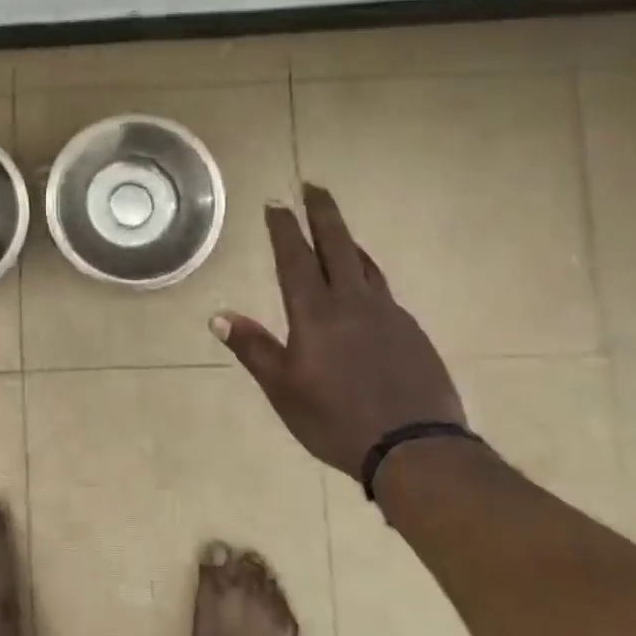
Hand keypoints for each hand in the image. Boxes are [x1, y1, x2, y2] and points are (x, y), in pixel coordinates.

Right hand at [210, 183, 464, 478]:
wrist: (416, 449)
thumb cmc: (336, 420)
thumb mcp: (283, 389)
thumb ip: (253, 348)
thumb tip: (218, 316)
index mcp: (316, 313)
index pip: (295, 258)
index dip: (283, 228)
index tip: (276, 202)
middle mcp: (353, 302)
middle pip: (337, 245)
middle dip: (323, 212)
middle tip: (313, 186)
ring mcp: (388, 314)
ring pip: (365, 264)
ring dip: (348, 241)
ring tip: (337, 231)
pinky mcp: (412, 332)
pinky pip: (383, 291)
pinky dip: (367, 276)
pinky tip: (364, 291)